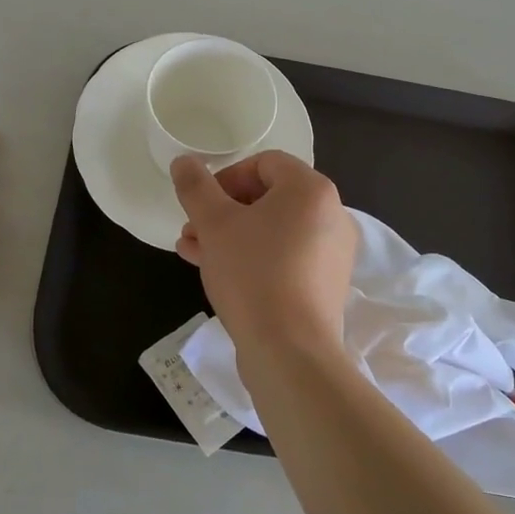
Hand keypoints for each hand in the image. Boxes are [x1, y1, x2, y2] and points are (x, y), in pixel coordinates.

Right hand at [171, 150, 355, 371]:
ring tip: (192, 250)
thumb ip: (196, 187)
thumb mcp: (215, 224)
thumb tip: (183, 161)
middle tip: (192, 228)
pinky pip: (284, 257)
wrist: (290, 352)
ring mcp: (330, 253)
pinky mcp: (323, 285)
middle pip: (269, 197)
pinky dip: (252, 257)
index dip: (227, 176)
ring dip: (231, 235)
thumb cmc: (253, 274)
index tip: (202, 202)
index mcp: (311, 190)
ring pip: (272, 230)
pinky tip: (213, 271)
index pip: (265, 163)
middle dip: (223, 210)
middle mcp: (330, 216)